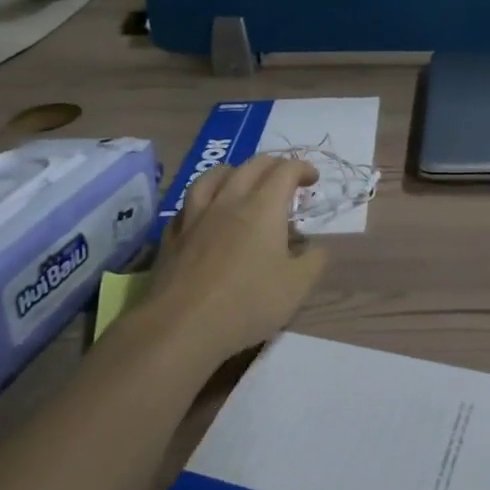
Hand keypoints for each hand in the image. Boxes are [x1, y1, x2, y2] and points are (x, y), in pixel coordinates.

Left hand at [149, 155, 328, 361]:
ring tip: (242, 180)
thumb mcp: (297, 286)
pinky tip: (205, 211)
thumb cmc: (247, 303)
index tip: (313, 179)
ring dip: (235, 171)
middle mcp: (229, 200)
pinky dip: (204, 198)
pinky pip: (189, 203)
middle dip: (274, 164)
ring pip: (214, 175)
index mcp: (263, 207)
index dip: (303, 168)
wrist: (181, 325)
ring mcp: (196, 215)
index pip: (285, 170)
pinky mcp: (173, 234)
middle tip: (286, 177)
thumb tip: (316, 246)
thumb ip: (314, 260)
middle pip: (252, 165)